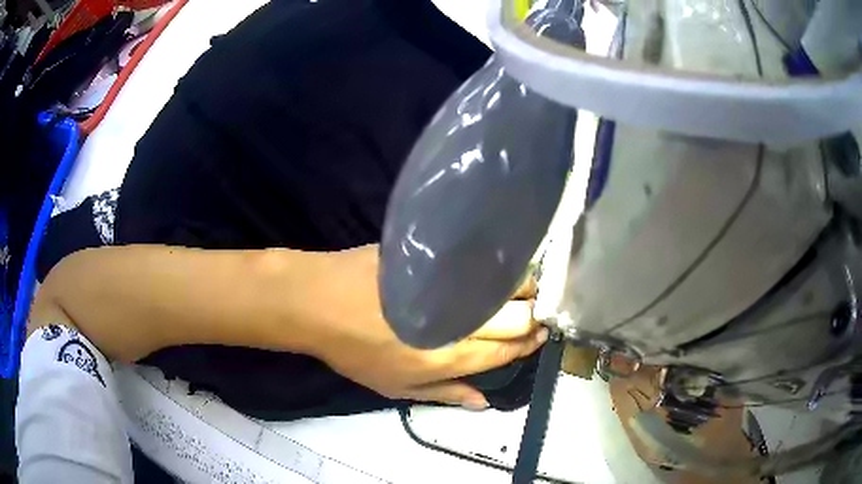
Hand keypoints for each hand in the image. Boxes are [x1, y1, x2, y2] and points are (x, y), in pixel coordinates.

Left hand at [310, 245, 546, 408]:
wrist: (319, 301)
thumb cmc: (355, 351)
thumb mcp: (396, 386)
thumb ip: (445, 394)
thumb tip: (484, 402)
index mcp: (450, 357)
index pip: (506, 351)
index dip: (528, 344)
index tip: (541, 336)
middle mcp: (458, 320)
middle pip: (516, 317)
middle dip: (535, 316)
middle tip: (537, 314)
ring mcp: (448, 284)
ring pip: (506, 284)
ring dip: (523, 288)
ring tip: (523, 291)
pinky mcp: (436, 258)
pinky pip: (479, 261)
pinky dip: (497, 267)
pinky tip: (498, 269)